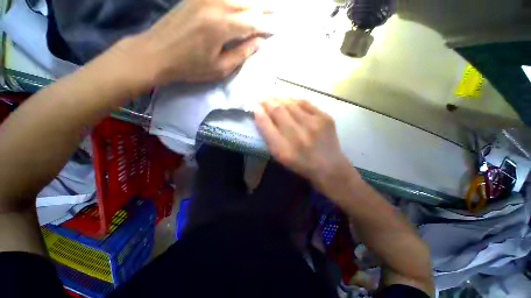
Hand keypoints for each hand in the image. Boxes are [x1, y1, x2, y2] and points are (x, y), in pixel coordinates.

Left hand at [131, 0, 274, 84]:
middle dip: (263, 8)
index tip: (277, 28)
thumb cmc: (191, 66)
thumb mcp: (220, 68)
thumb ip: (241, 54)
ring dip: (251, 1)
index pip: (252, 23)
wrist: (157, 52)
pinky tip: (240, 2)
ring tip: (263, 6)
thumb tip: (257, 43)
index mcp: (222, 26)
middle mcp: (215, 6)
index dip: (266, 26)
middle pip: (246, 4)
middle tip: (276, 11)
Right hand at [254, 97, 356, 192]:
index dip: (259, 113)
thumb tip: (260, 114)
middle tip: (261, 95)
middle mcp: (297, 135)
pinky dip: (294, 99)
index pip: (266, 125)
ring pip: (291, 104)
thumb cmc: (300, 162)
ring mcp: (313, 125)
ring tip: (272, 93)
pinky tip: (288, 98)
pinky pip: (306, 103)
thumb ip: (269, 136)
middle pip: (278, 111)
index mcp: (283, 149)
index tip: (254, 105)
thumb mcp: (280, 156)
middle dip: (267, 100)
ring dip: (279, 97)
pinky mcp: (325, 118)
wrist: (328, 166)